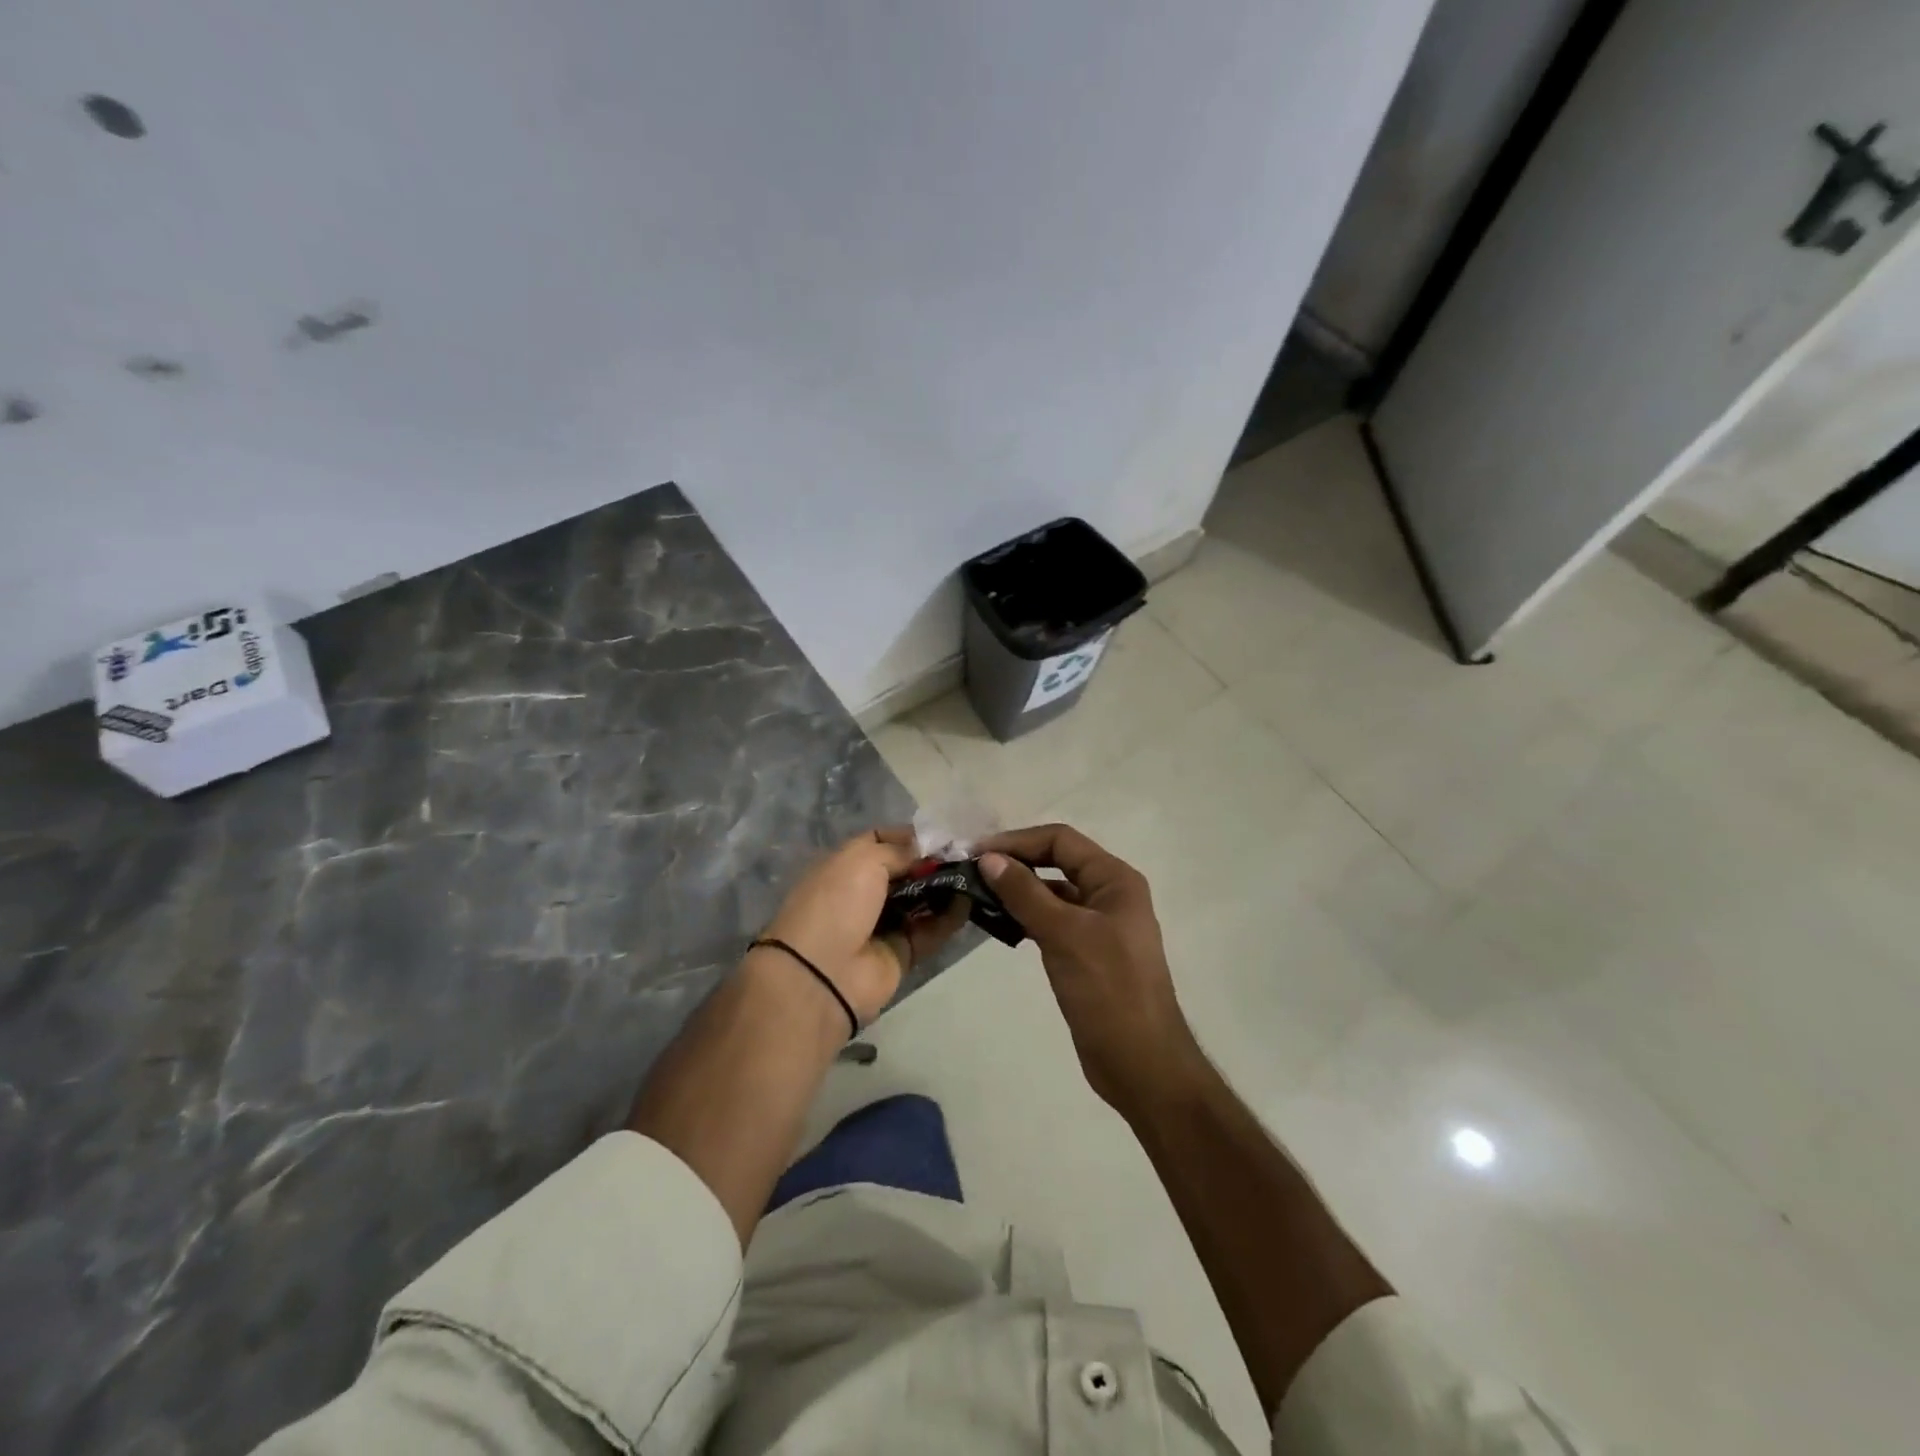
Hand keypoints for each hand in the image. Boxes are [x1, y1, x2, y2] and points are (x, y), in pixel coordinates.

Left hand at [760, 827, 968, 1024]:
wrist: (823, 972)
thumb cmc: (838, 902)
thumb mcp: (864, 859)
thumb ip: (900, 851)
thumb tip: (927, 852)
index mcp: (846, 865)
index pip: (881, 841)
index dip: (910, 837)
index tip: (942, 835)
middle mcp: (864, 892)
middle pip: (905, 871)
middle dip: (933, 862)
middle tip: (967, 854)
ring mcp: (883, 924)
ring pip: (921, 900)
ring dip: (945, 888)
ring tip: (974, 874)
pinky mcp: (901, 952)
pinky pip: (930, 930)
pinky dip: (949, 918)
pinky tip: (969, 902)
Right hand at [980, 824, 1198, 1117]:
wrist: (1140, 1063)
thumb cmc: (1108, 990)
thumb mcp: (1064, 934)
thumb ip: (1025, 893)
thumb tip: (988, 858)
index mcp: (1114, 880)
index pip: (1061, 840)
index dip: (1017, 842)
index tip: (976, 853)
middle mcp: (1109, 895)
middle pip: (1056, 863)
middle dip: (1015, 864)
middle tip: (971, 873)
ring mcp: (1099, 926)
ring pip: (1052, 894)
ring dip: (1018, 892)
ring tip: (977, 898)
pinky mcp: (1087, 953)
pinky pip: (1052, 922)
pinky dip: (1026, 918)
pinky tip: (1000, 926)